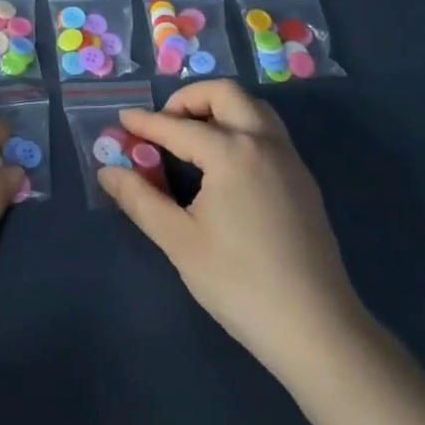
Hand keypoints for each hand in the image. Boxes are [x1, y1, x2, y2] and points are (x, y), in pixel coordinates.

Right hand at [98, 79, 369, 383]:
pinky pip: (268, 133)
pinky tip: (224, 166)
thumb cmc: (239, 283)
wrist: (317, 330)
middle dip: (189, 99)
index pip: (178, 126)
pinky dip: (241, 128)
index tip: (122, 118)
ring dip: (219, 109)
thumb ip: (140, 199)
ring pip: (253, 108)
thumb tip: (107, 170)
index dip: (146, 123)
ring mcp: (290, 160)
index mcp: (232, 152)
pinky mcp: (304, 182)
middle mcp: (264, 142)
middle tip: (165, 125)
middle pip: (225, 94)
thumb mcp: (179, 241)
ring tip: (192, 139)